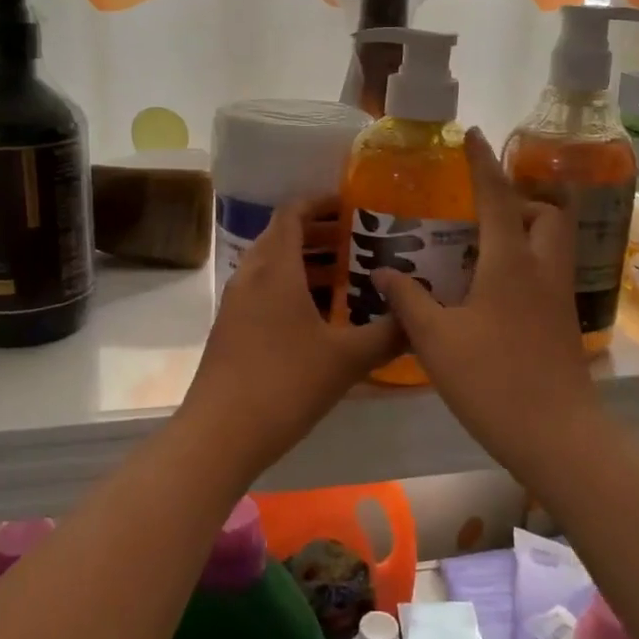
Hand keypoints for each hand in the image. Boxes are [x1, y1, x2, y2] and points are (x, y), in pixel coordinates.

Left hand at [184, 197, 402, 467]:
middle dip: (320, 234)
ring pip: (273, 267)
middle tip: (360, 242)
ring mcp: (237, 304)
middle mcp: (251, 276)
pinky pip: (265, 292)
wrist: (220, 434)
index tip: (353, 206)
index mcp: (275, 268)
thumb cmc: (285, 383)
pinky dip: (292, 290)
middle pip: (283, 237)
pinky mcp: (232, 329)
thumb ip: (388, 333)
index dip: (321, 203)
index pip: (293, 213)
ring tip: (348, 278)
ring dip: (307, 264)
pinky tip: (322, 319)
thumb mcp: (347, 359)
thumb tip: (419, 317)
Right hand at [372, 130, 598, 460]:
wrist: (557, 436)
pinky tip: (493, 291)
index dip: (482, 163)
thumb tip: (382, 271)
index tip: (472, 136)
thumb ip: (407, 300)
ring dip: (525, 231)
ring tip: (482, 248)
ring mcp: (558, 297)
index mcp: (511, 262)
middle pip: (545, 214)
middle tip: (481, 212)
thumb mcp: (435, 340)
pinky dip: (526, 263)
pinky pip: (548, 272)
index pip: (497, 196)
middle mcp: (542, 269)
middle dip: (518, 200)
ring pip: (552, 244)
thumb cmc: (492, 380)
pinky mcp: (563, 323)